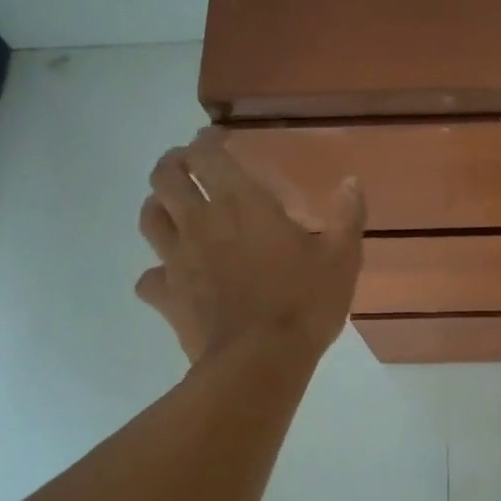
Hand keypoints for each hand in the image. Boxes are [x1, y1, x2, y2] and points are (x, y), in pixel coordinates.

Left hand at [136, 130, 364, 363]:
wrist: (261, 361)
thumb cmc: (304, 303)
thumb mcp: (342, 258)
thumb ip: (347, 216)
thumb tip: (351, 182)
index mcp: (241, 204)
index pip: (207, 154)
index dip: (208, 141)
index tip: (219, 139)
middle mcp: (201, 222)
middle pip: (165, 176)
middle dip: (174, 163)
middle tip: (189, 166)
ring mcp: (177, 260)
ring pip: (149, 218)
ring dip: (158, 205)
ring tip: (174, 208)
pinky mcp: (167, 296)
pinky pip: (148, 278)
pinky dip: (157, 272)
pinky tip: (172, 277)